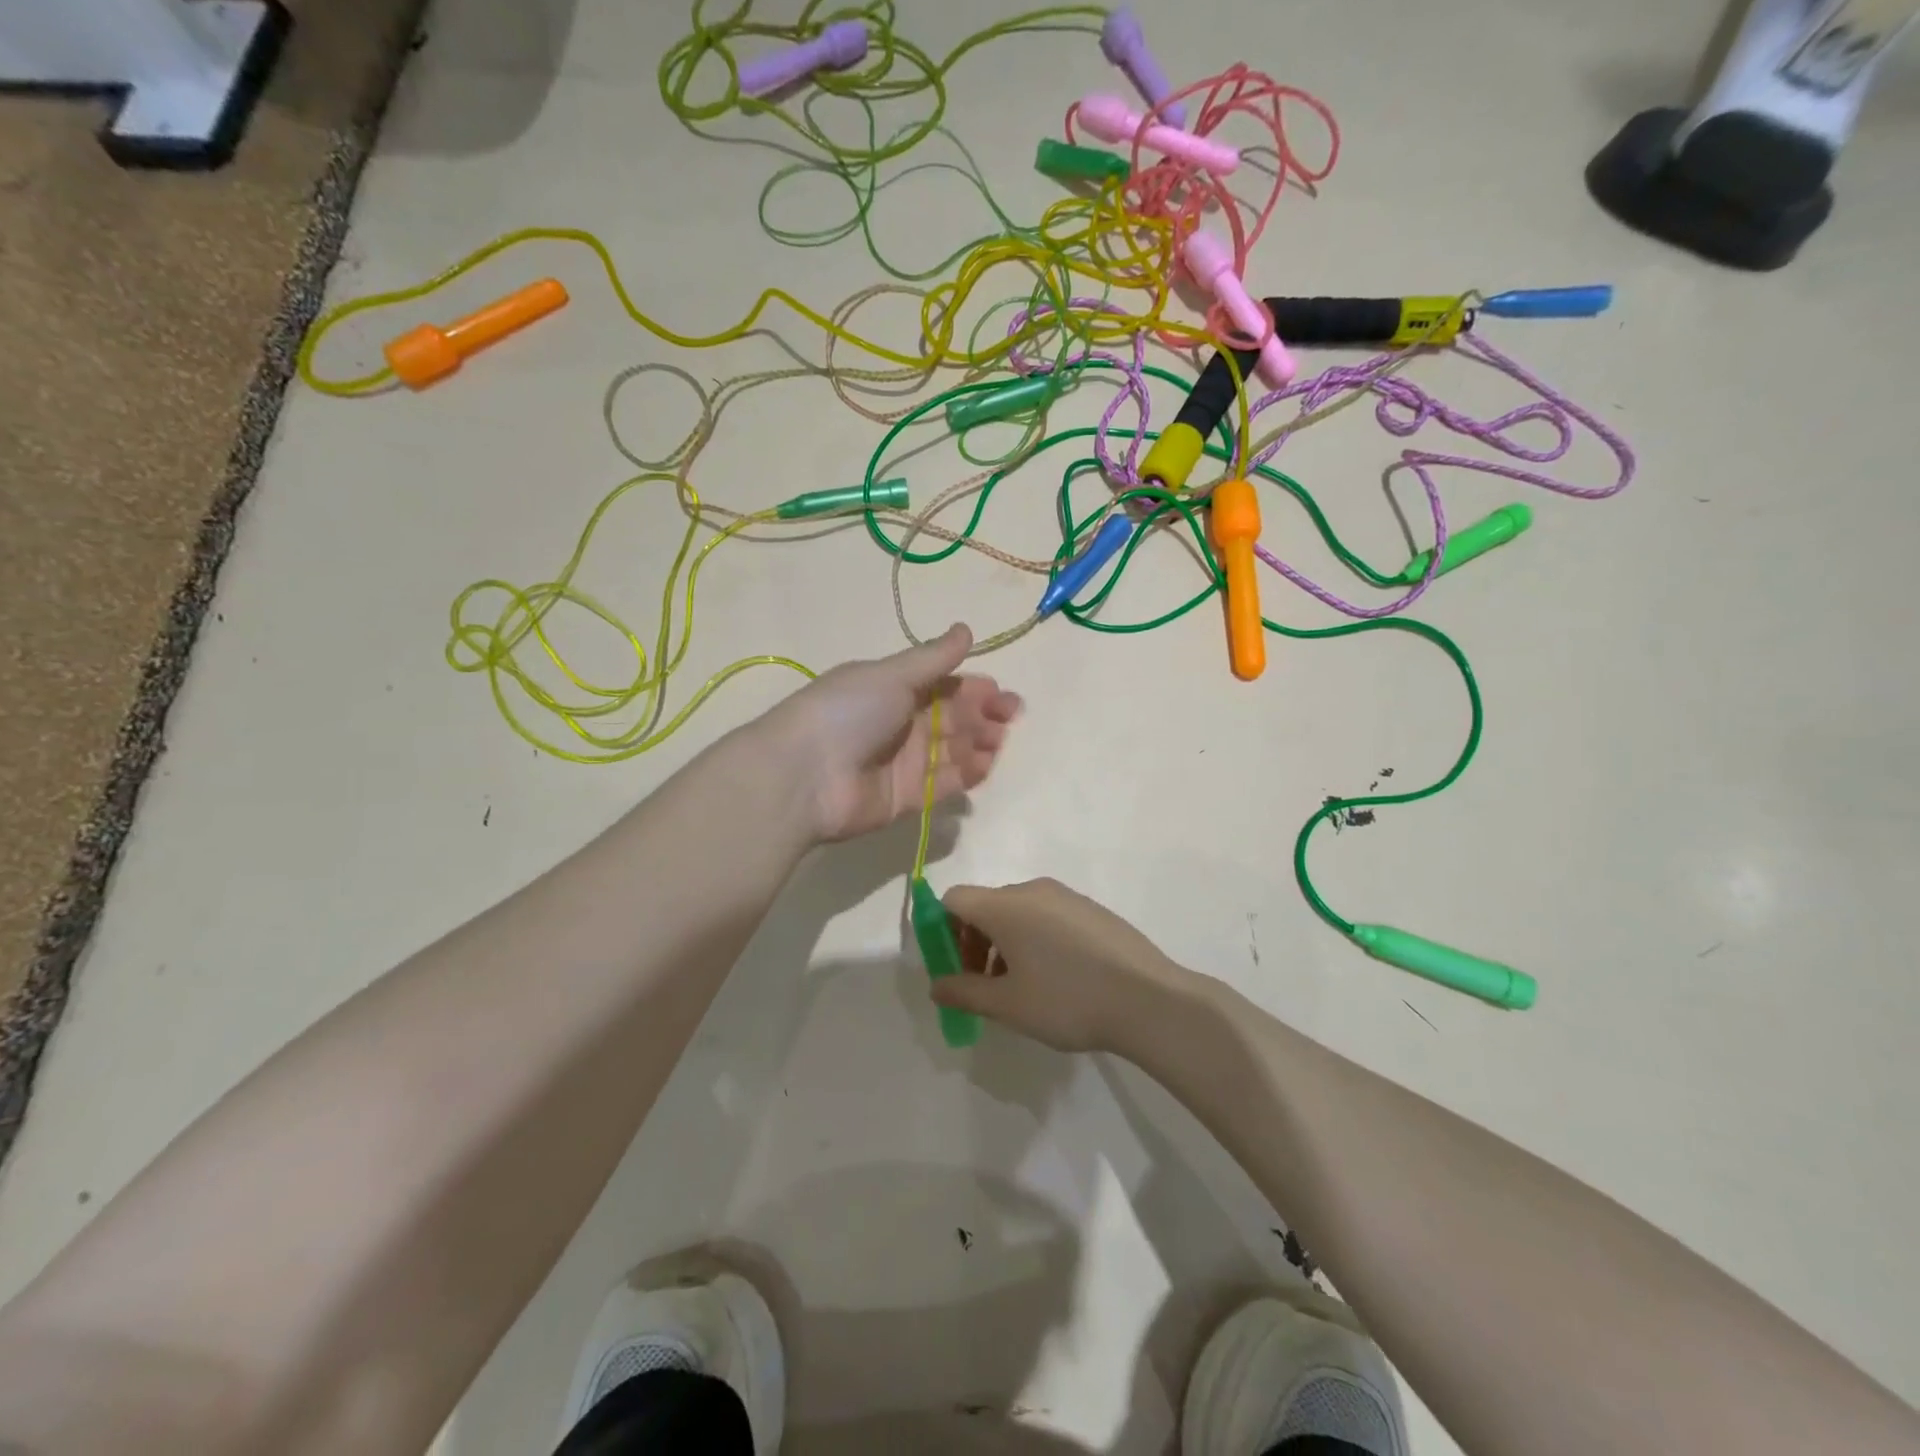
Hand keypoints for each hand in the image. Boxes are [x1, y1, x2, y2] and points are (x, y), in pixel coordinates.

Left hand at [767, 624, 1021, 842]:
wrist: (805, 775)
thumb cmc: (848, 712)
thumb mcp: (891, 675)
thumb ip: (933, 658)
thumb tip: (965, 629)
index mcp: (893, 690)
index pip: (944, 686)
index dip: (975, 689)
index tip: (1002, 693)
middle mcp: (901, 724)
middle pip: (953, 718)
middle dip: (983, 716)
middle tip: (1008, 717)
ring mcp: (904, 763)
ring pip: (953, 751)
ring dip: (979, 743)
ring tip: (997, 741)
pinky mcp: (907, 798)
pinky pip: (945, 784)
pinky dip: (967, 774)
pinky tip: (985, 764)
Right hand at [932, 878, 1192, 1052]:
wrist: (1148, 999)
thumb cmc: (1067, 1000)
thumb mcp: (1008, 1005)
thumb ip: (964, 991)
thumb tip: (936, 984)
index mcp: (1006, 906)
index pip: (954, 899)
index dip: (942, 930)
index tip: (953, 968)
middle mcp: (1033, 890)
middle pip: (985, 905)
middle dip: (973, 942)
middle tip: (982, 986)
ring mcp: (1066, 897)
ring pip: (1017, 912)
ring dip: (1003, 943)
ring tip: (1019, 989)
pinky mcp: (1091, 909)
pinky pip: (1047, 916)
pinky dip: (1034, 939)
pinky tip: (1054, 978)